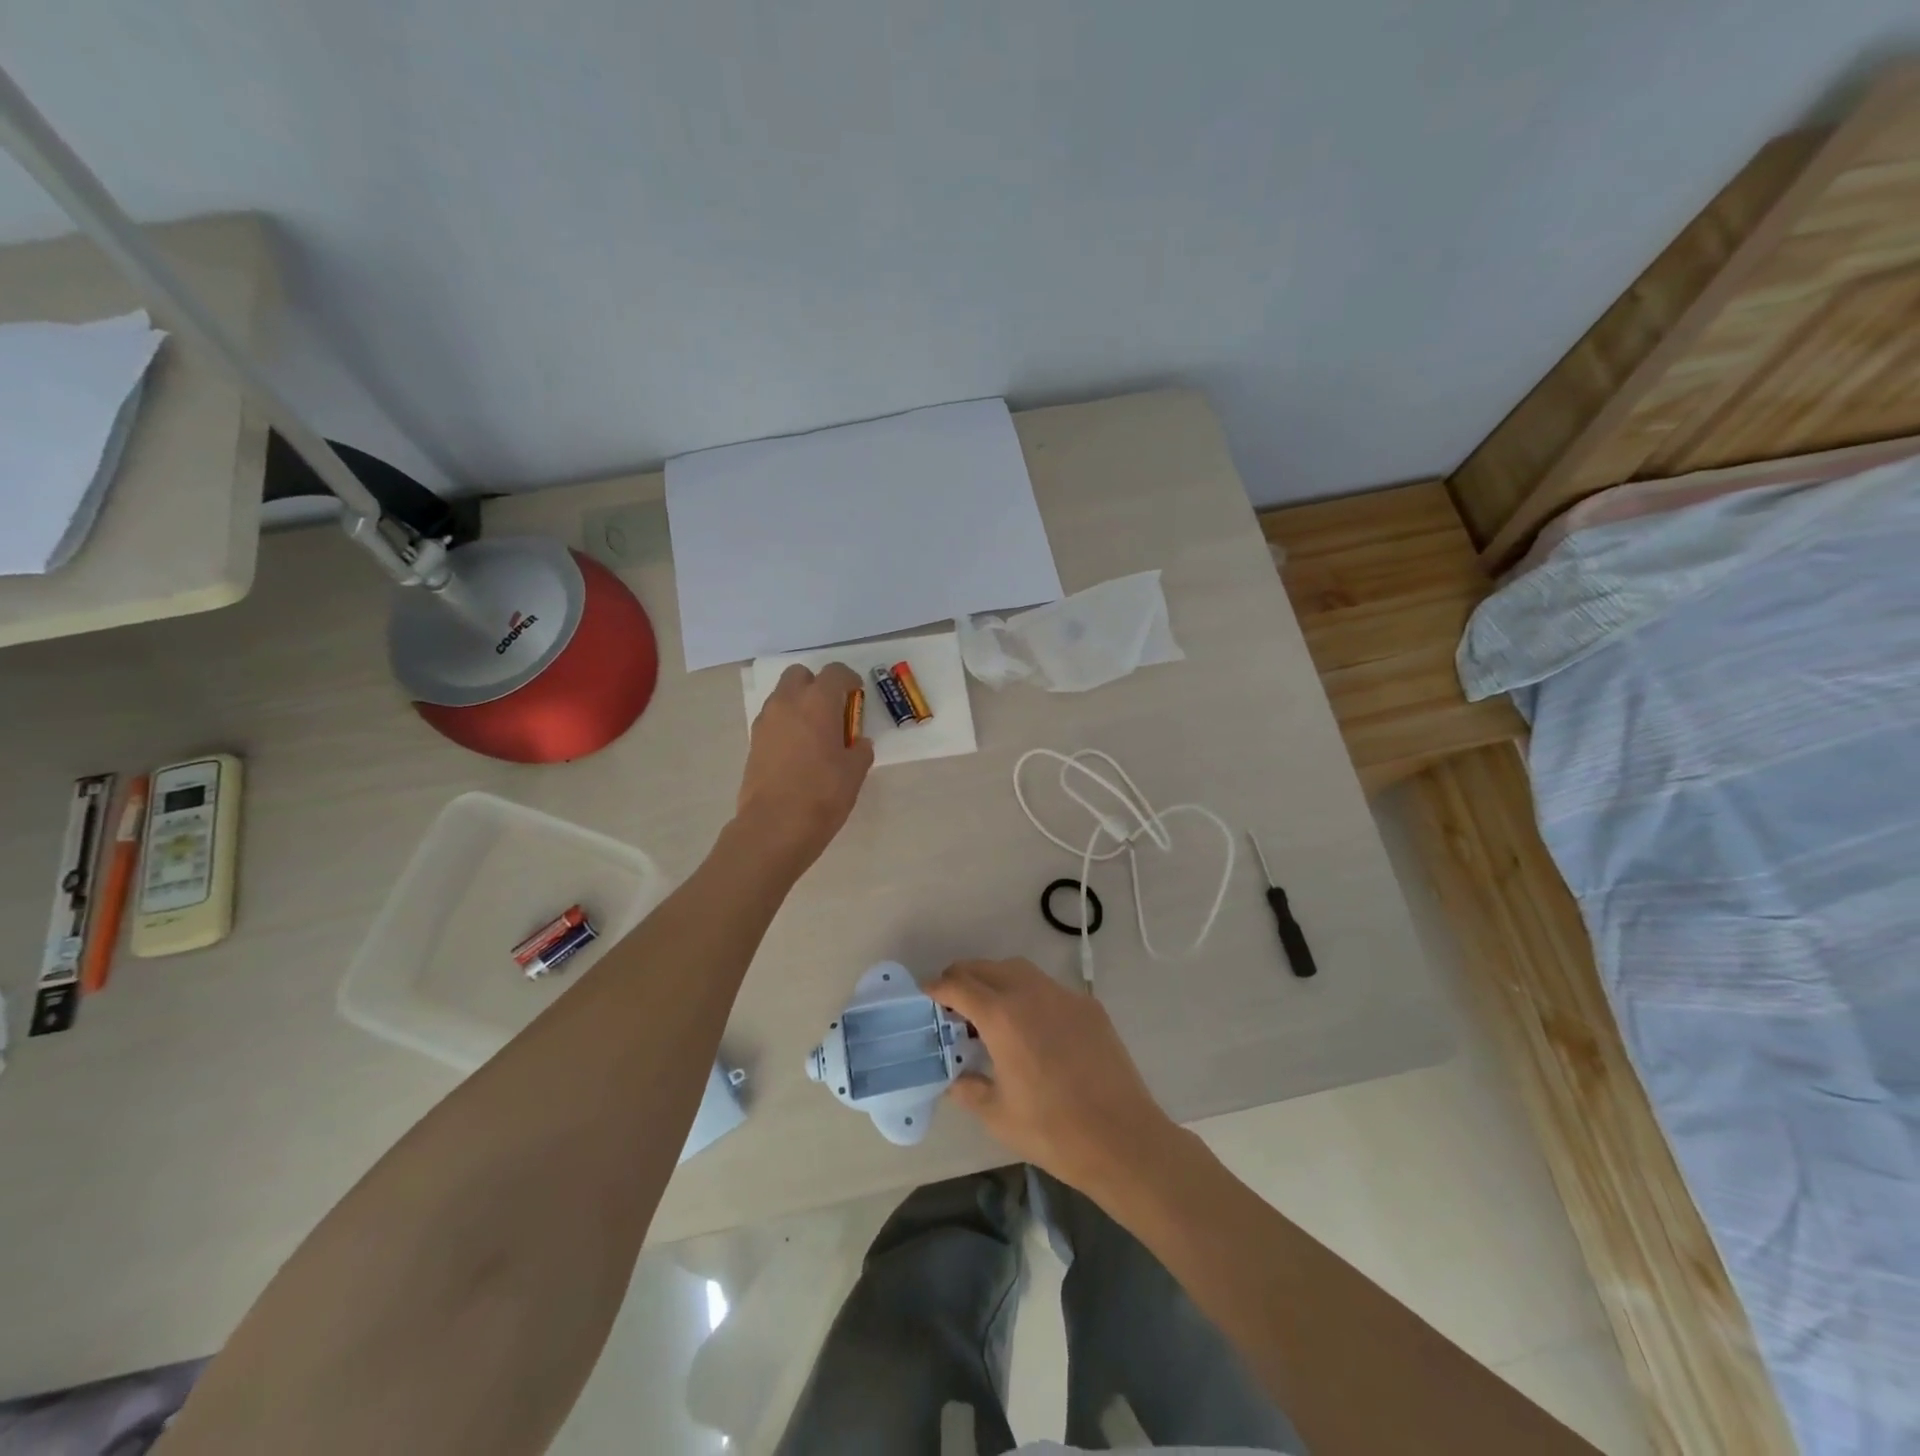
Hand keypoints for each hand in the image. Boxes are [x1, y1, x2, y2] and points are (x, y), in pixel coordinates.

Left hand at [736, 662, 874, 871]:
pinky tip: (799, 750)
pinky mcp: (753, 741)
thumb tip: (858, 743)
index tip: (857, 694)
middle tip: (833, 709)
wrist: (775, 826)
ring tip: (815, 732)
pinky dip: (787, 724)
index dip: (849, 679)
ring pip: (783, 696)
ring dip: (799, 703)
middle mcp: (788, 702)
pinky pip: (773, 719)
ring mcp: (766, 721)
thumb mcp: (855, 772)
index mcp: (818, 702)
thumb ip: (860, 750)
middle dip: (817, 684)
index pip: (835, 672)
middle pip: (800, 675)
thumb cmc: (823, 794)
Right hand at [929, 958, 1177, 1196]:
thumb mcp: (998, 1116)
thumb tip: (955, 1080)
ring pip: (1020, 970)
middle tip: (952, 1002)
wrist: (1122, 1138)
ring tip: (989, 1010)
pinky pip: (1048, 988)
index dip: (938, 987)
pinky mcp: (1089, 1006)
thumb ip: (969, 1090)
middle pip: (987, 968)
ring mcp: (1064, 996)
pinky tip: (1031, 1027)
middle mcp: (1031, 994)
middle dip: (964, 978)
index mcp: (1002, 1017)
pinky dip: (1028, 995)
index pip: (960, 985)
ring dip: (996, 980)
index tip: (926, 994)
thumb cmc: (1052, 1130)